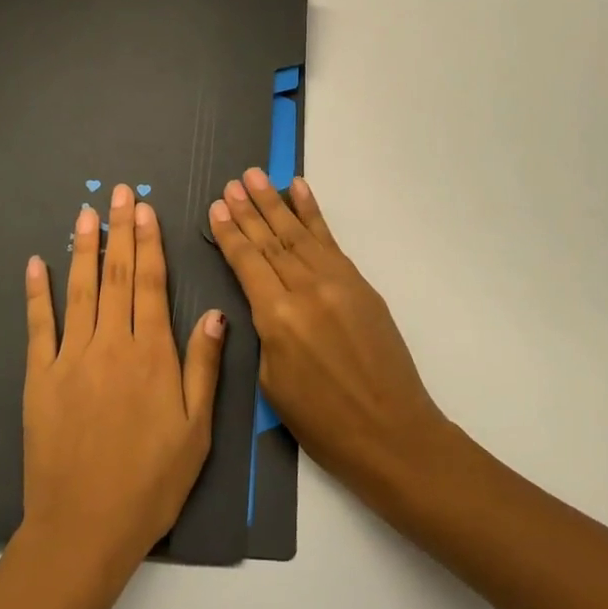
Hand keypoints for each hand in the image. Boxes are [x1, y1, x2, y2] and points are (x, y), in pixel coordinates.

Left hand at [20, 184, 223, 580]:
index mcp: (152, 355)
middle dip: (119, 230)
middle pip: (116, 275)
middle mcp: (110, 346)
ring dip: (83, 247)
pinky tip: (36, 263)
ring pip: (79, 290)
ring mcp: (70, 359)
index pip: (149, 284)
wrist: (85, 528)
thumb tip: (213, 313)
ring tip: (85, 212)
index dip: (148, 243)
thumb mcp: (196, 431)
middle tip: (118, 192)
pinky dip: (37, 292)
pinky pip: (38, 326)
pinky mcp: (38, 378)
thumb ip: (203, 367)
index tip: (145, 209)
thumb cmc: (151, 482)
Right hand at [209, 170, 446, 501]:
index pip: (247, 262)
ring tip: (256, 176)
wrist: (391, 432)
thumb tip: (264, 299)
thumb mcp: (272, 382)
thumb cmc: (322, 422)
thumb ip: (265, 331)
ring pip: (299, 233)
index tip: (217, 206)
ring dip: (275, 202)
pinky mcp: (360, 284)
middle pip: (270, 240)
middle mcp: (306, 289)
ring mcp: (337, 282)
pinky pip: (330, 241)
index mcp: (278, 317)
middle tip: (233, 182)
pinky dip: (314, 213)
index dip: (230, 233)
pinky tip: (300, 191)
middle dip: (249, 209)